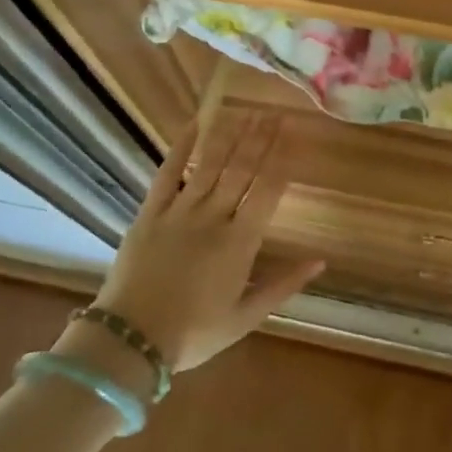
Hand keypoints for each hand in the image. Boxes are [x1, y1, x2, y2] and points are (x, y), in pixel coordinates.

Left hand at [91, 114, 323, 372]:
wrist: (131, 340)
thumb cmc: (194, 333)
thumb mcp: (246, 316)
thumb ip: (284, 285)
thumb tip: (321, 261)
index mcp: (240, 242)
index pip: (268, 191)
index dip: (283, 160)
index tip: (294, 135)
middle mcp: (214, 218)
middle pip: (242, 170)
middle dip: (261, 139)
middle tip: (274, 113)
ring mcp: (180, 212)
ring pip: (210, 165)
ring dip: (230, 136)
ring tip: (246, 112)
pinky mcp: (150, 213)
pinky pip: (167, 173)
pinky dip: (181, 148)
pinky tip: (195, 124)